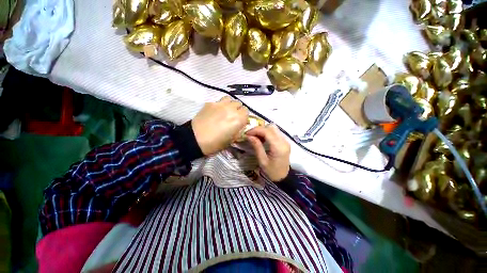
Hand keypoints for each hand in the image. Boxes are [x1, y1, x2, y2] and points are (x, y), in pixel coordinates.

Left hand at [192, 96, 248, 154]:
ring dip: (230, 105)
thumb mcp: (232, 139)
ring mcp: (220, 104)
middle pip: (239, 104)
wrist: (196, 139)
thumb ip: (239, 130)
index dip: (244, 116)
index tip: (240, 121)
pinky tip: (215, 112)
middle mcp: (231, 109)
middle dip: (237, 110)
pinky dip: (220, 105)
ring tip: (225, 112)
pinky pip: (219, 101)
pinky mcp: (210, 103)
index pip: (246, 111)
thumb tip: (241, 125)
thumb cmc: (216, 143)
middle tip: (232, 117)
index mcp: (238, 119)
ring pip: (229, 99)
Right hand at [246, 124, 290, 181]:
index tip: (247, 133)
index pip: (267, 132)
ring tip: (256, 137)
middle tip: (251, 135)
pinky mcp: (285, 141)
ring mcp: (285, 140)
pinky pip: (275, 132)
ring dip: (263, 130)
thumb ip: (257, 146)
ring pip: (273, 128)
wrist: (284, 177)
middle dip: (260, 129)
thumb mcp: (262, 160)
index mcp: (278, 147)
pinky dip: (267, 133)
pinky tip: (262, 139)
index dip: (256, 130)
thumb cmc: (272, 171)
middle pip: (271, 127)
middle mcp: (284, 141)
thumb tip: (249, 136)